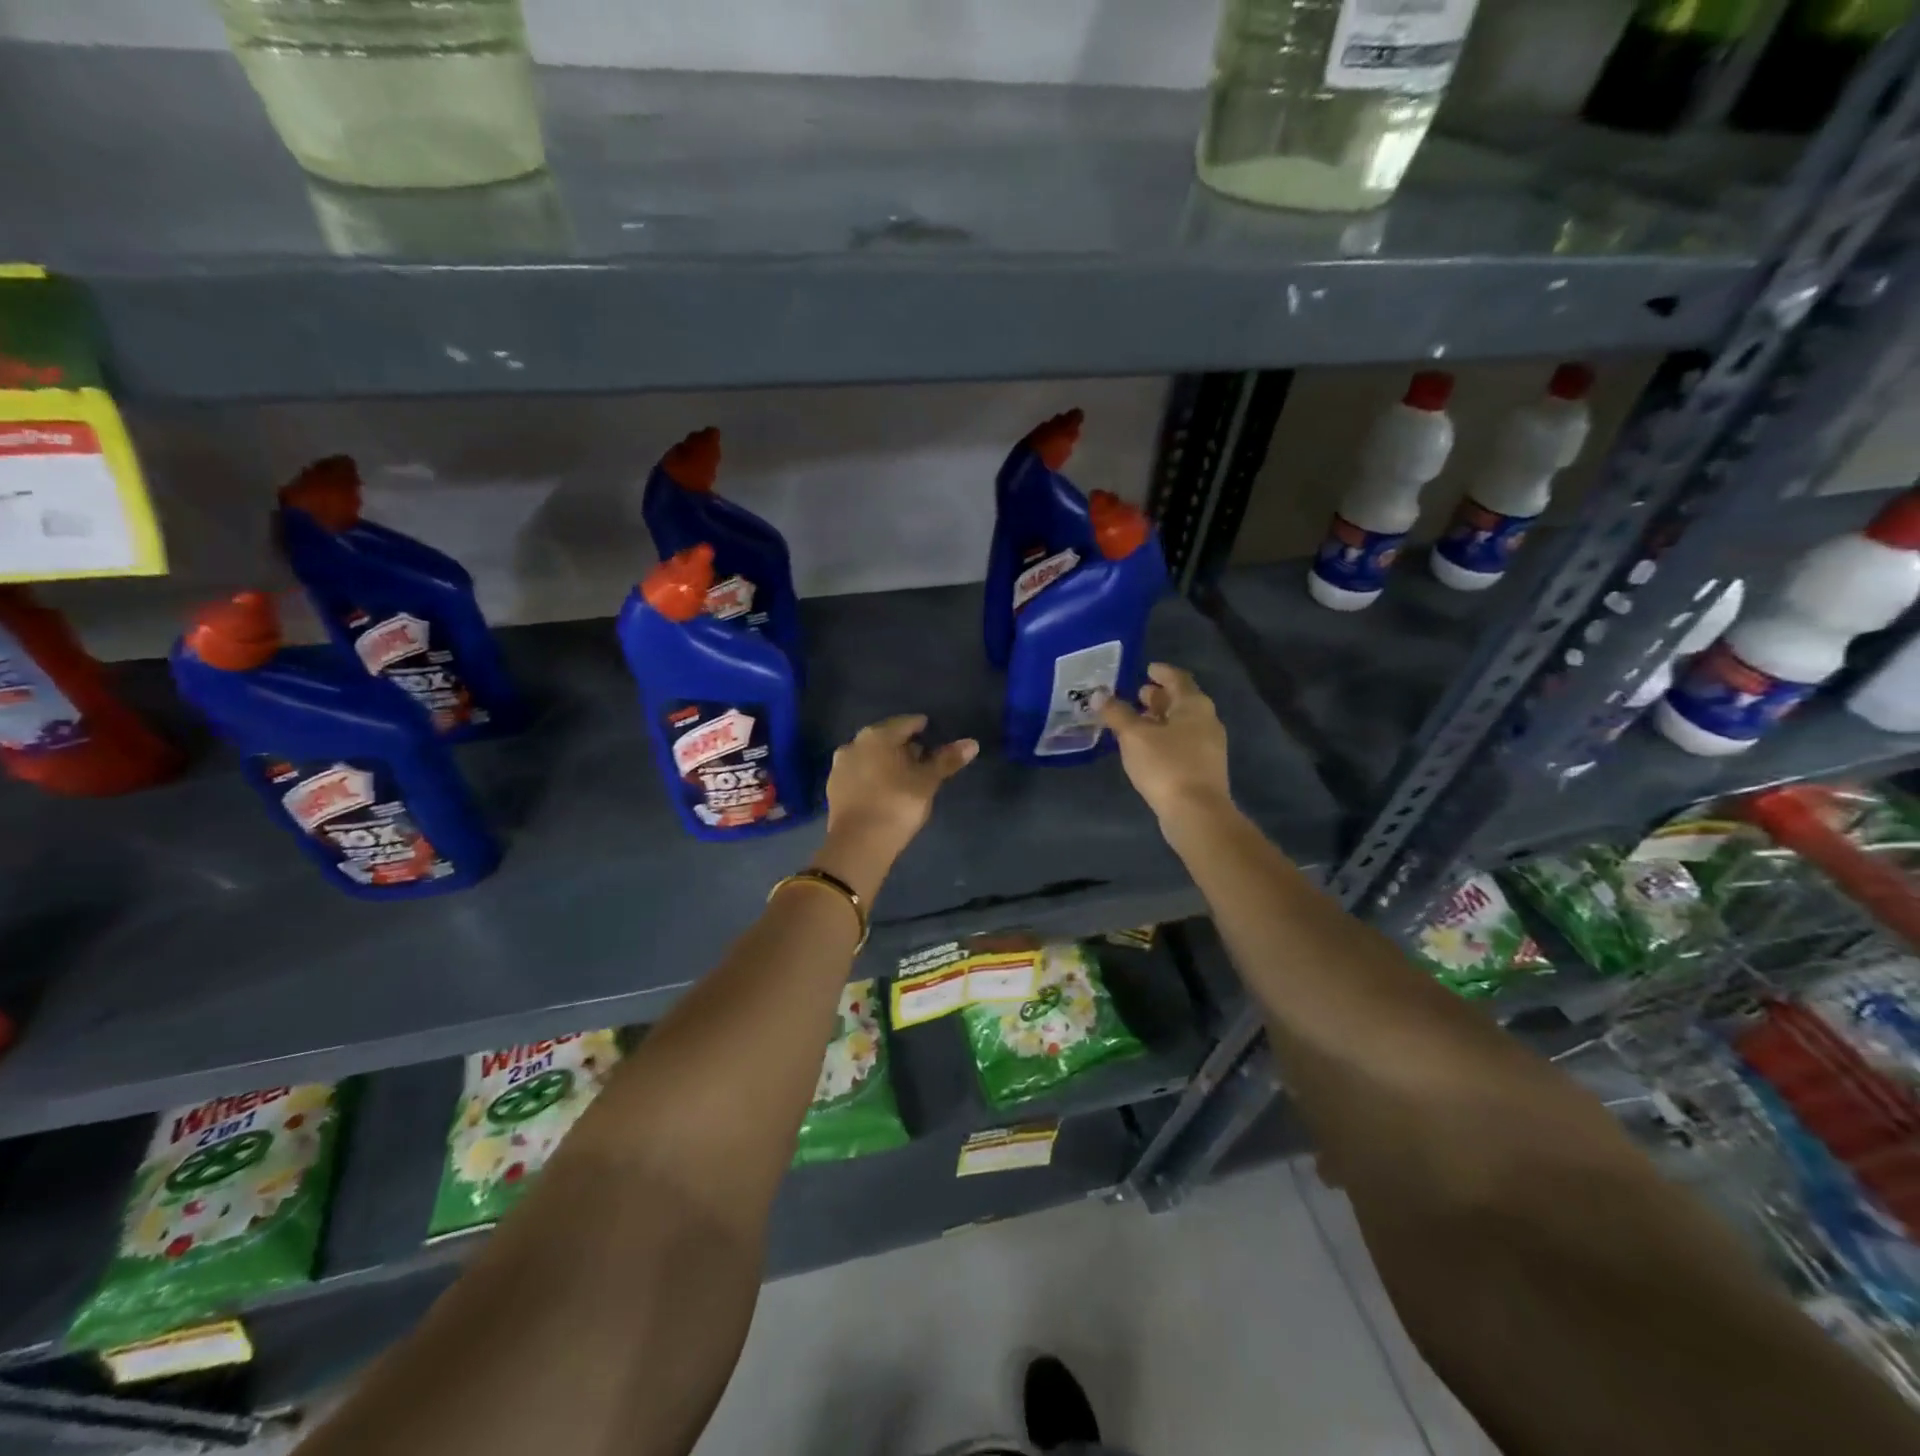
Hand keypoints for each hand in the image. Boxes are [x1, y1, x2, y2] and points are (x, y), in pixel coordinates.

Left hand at [818, 715, 977, 893]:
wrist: (858, 844)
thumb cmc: (897, 804)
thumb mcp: (927, 782)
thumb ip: (946, 760)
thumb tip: (972, 743)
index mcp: (878, 736)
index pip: (905, 723)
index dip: (921, 727)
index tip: (932, 733)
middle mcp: (855, 743)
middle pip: (885, 738)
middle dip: (903, 745)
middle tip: (922, 757)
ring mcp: (840, 766)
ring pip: (870, 756)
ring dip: (886, 761)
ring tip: (904, 775)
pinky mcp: (833, 788)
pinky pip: (859, 774)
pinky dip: (873, 776)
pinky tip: (884, 789)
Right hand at [1099, 663, 1232, 832]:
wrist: (1196, 812)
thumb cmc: (1166, 765)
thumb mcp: (1134, 736)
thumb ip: (1116, 713)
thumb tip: (1099, 695)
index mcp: (1194, 704)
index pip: (1178, 678)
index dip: (1161, 672)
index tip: (1147, 668)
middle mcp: (1206, 720)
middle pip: (1181, 701)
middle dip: (1159, 696)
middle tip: (1137, 694)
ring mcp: (1208, 746)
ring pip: (1182, 723)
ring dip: (1160, 719)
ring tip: (1136, 721)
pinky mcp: (1203, 768)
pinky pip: (1182, 742)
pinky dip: (1165, 737)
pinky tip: (1147, 748)